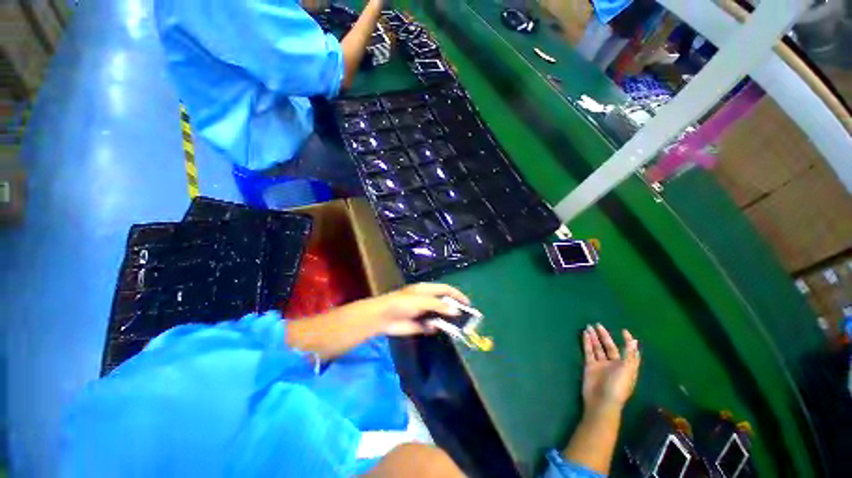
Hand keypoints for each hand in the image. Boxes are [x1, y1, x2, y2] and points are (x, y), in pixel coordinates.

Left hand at [353, 283, 469, 336]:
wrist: (383, 317)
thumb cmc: (402, 303)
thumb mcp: (422, 300)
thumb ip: (439, 305)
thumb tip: (456, 311)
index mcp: (427, 290)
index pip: (446, 289)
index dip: (457, 295)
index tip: (468, 303)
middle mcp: (427, 300)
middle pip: (444, 303)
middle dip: (454, 309)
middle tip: (467, 317)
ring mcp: (424, 313)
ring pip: (440, 316)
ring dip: (448, 320)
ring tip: (459, 326)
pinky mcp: (420, 325)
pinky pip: (432, 326)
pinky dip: (437, 328)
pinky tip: (441, 330)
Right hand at [581, 324, 640, 411]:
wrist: (602, 400)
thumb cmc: (618, 385)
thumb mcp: (628, 369)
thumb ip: (629, 354)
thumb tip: (634, 340)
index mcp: (626, 366)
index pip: (628, 351)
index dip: (627, 341)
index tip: (623, 330)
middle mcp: (614, 364)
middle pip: (609, 347)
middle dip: (604, 336)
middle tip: (598, 324)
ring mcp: (601, 365)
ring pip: (597, 348)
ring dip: (594, 337)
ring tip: (588, 326)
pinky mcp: (590, 366)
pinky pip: (588, 351)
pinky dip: (587, 343)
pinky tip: (585, 334)